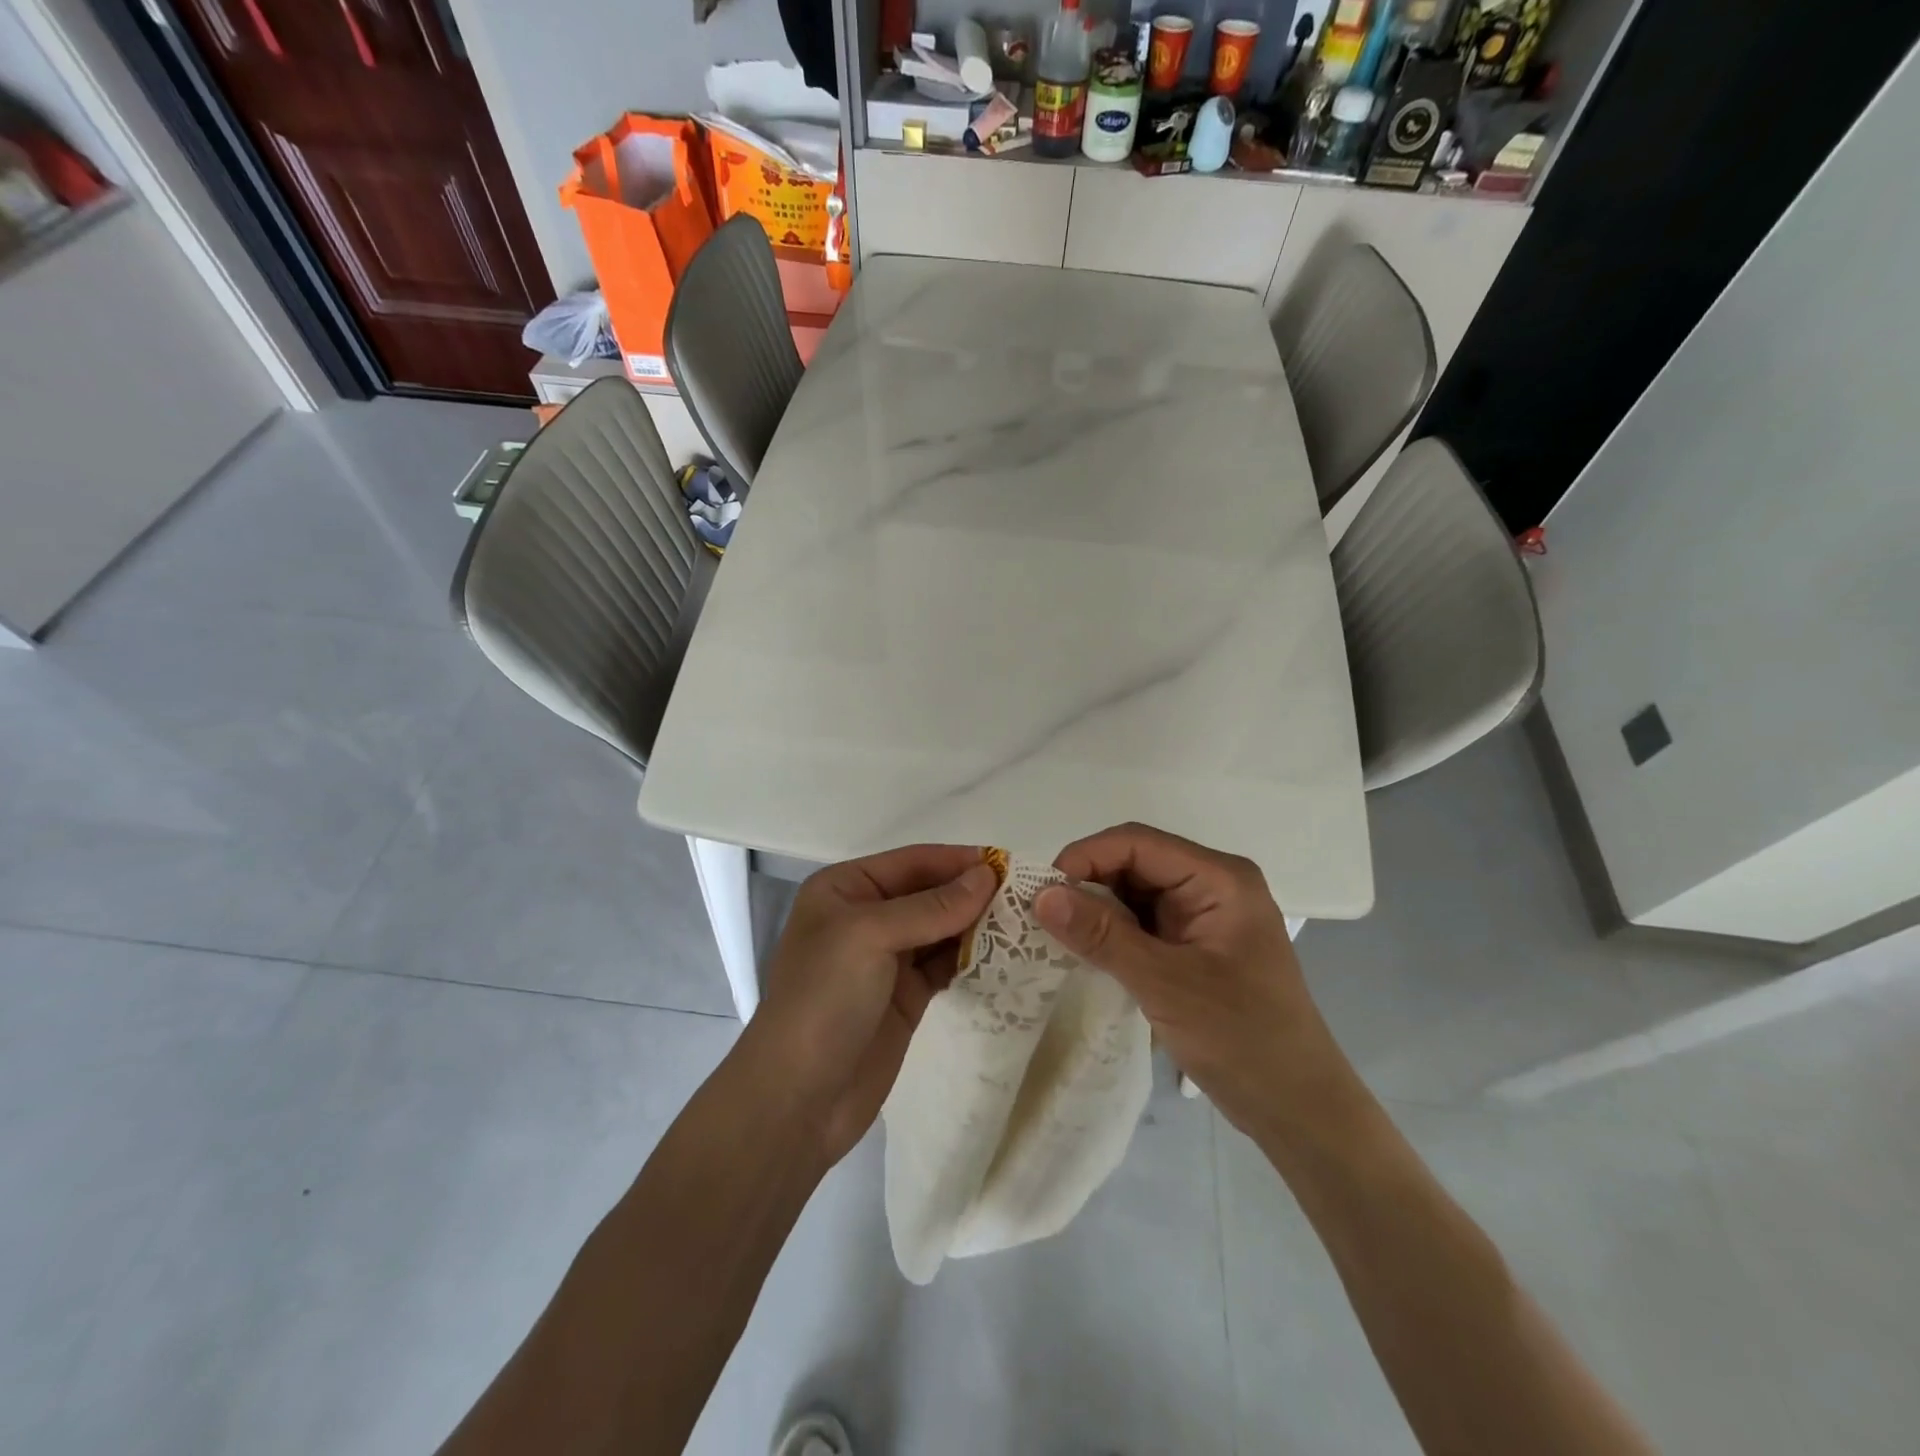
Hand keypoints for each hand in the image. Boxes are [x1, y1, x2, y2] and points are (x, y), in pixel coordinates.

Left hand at [750, 845, 996, 1164]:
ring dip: (977, 926)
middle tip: (1027, 896)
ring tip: (1026, 923)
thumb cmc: (824, 999)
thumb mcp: (870, 936)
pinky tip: (1004, 956)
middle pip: (929, 893)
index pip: (912, 862)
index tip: (1010, 863)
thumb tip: (986, 876)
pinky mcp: (905, 997)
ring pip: (941, 929)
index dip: (958, 861)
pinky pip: (944, 965)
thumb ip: (932, 906)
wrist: (798, 1099)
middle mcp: (865, 917)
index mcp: (845, 889)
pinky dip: (971, 959)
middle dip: (972, 893)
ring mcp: (886, 959)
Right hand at [1033, 822, 1360, 1141]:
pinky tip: (1085, 951)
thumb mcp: (1166, 984)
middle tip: (1041, 917)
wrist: (1299, 1110)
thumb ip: (1102, 935)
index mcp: (1218, 879)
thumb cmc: (1243, 1039)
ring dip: (1096, 909)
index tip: (1041, 892)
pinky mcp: (1195, 946)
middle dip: (1087, 883)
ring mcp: (1204, 917)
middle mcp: (1212, 885)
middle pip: (1135, 862)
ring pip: (1135, 893)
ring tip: (1054, 935)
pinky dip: (1112, 933)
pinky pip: (1143, 922)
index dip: (1085, 857)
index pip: (1138, 843)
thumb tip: (1040, 895)